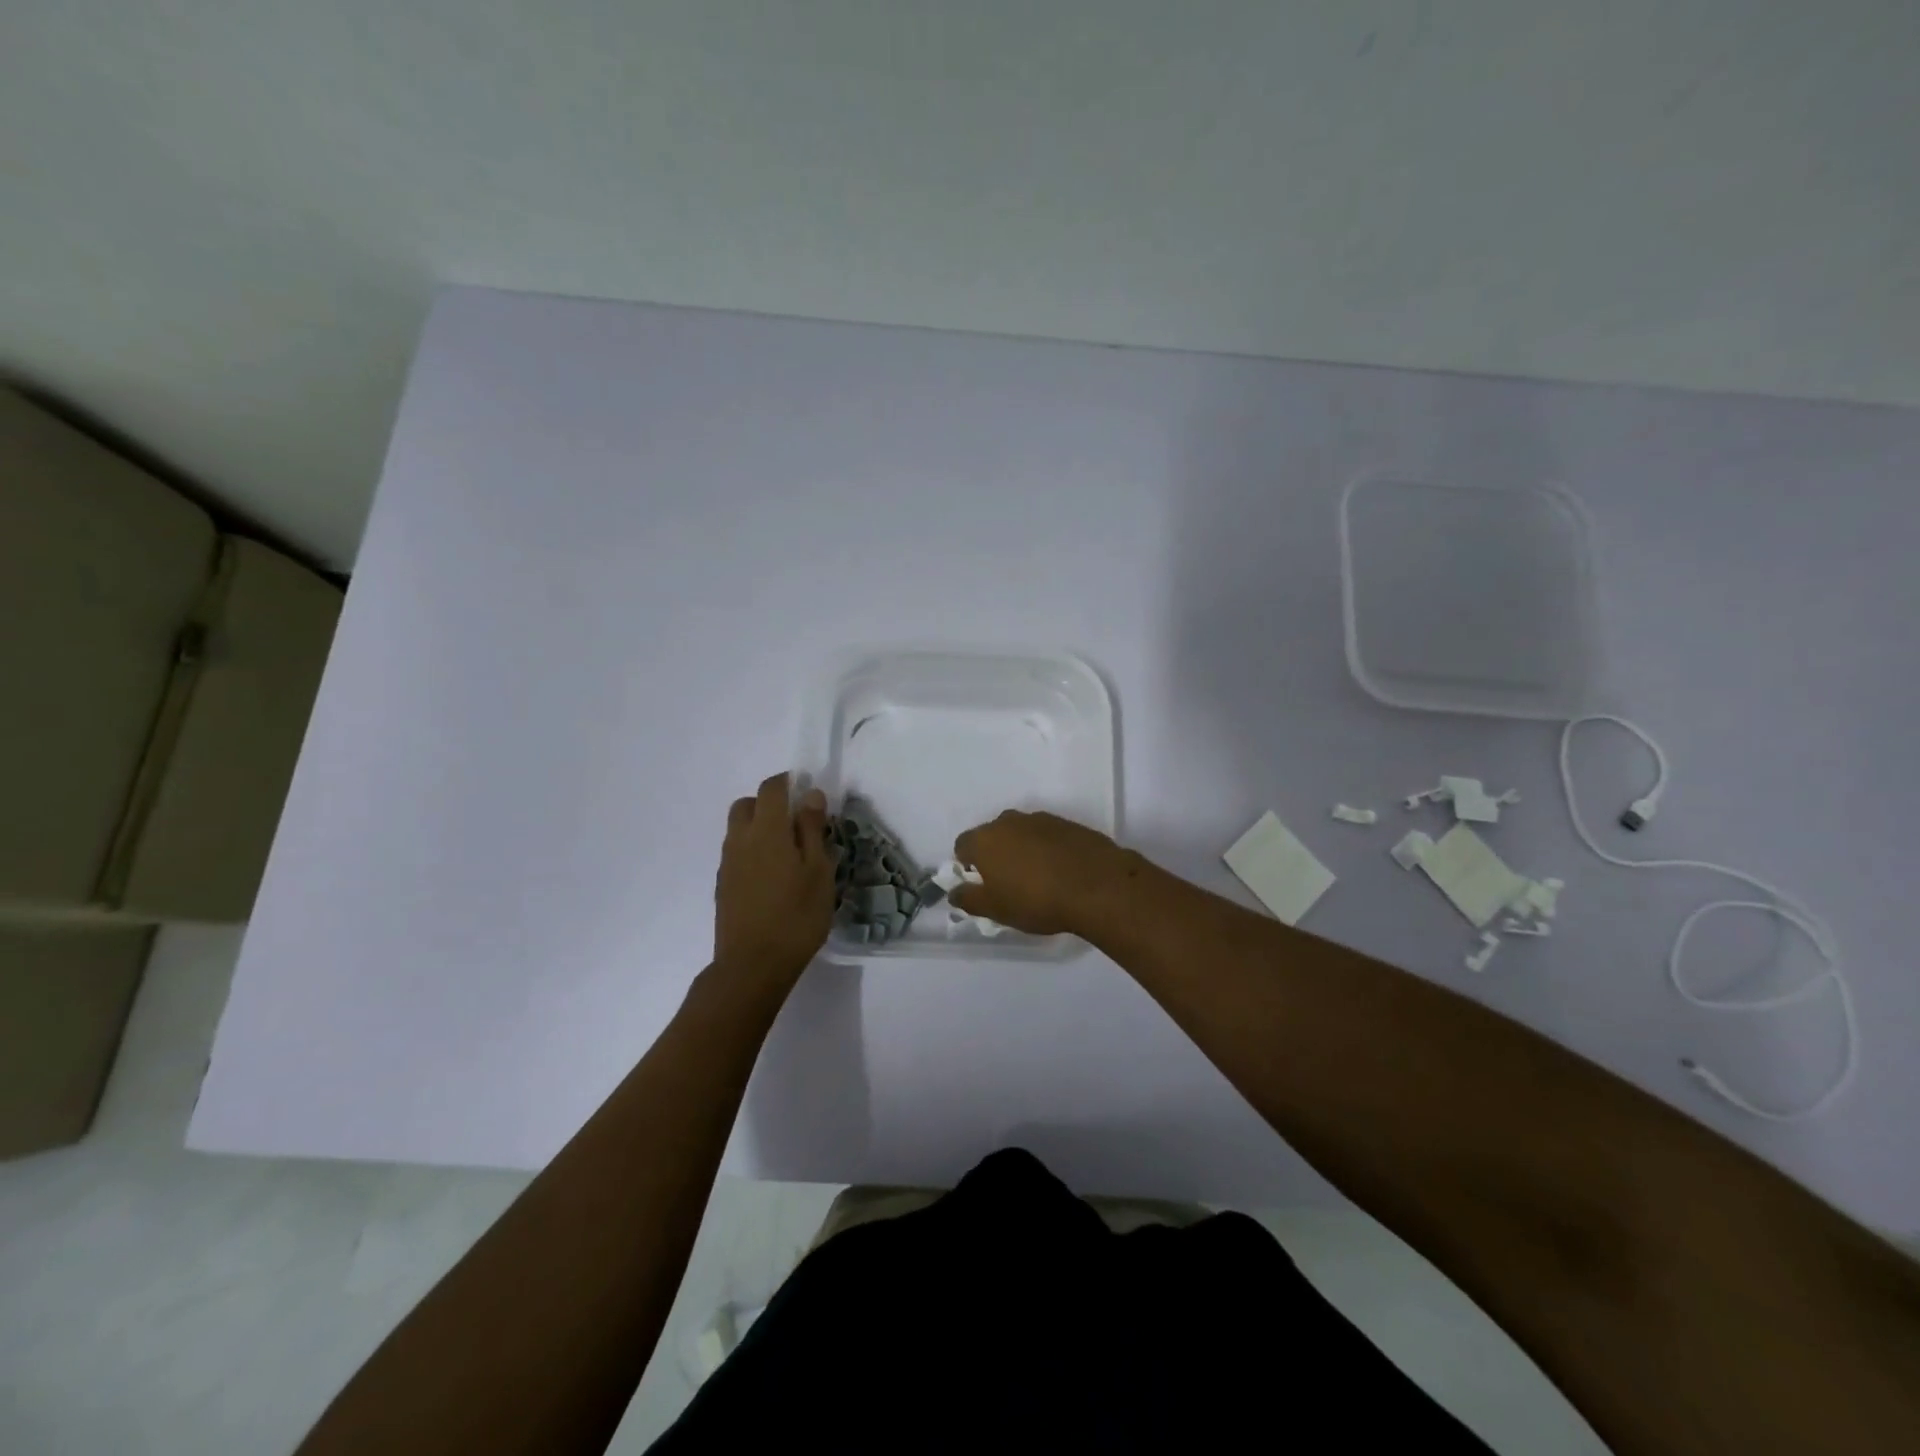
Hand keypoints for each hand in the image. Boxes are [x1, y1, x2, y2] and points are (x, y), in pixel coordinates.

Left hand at [713, 773, 834, 988]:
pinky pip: (736, 853)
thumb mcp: (818, 871)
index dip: (788, 782)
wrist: (752, 965)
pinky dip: (752, 851)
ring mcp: (727, 864)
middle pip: (747, 804)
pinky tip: (772, 876)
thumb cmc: (796, 916)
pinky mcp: (722, 886)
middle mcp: (740, 839)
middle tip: (796, 822)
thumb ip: (812, 829)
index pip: (771, 788)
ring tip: (787, 852)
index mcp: (766, 830)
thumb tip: (810, 795)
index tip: (807, 792)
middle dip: (768, 803)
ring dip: (758, 827)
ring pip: (738, 829)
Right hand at [951, 810, 1138, 935]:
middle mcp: (1009, 821)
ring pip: (1020, 833)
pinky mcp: (1067, 824)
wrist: (1097, 885)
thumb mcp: (996, 909)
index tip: (981, 885)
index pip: (963, 845)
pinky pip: (1046, 835)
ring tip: (1037, 878)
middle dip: (995, 855)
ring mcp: (1040, 819)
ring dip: (1022, 850)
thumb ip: (969, 899)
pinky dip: (1046, 849)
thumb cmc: (1036, 900)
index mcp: (985, 839)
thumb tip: (954, 892)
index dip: (967, 865)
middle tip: (1008, 883)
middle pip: (992, 835)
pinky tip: (1059, 871)